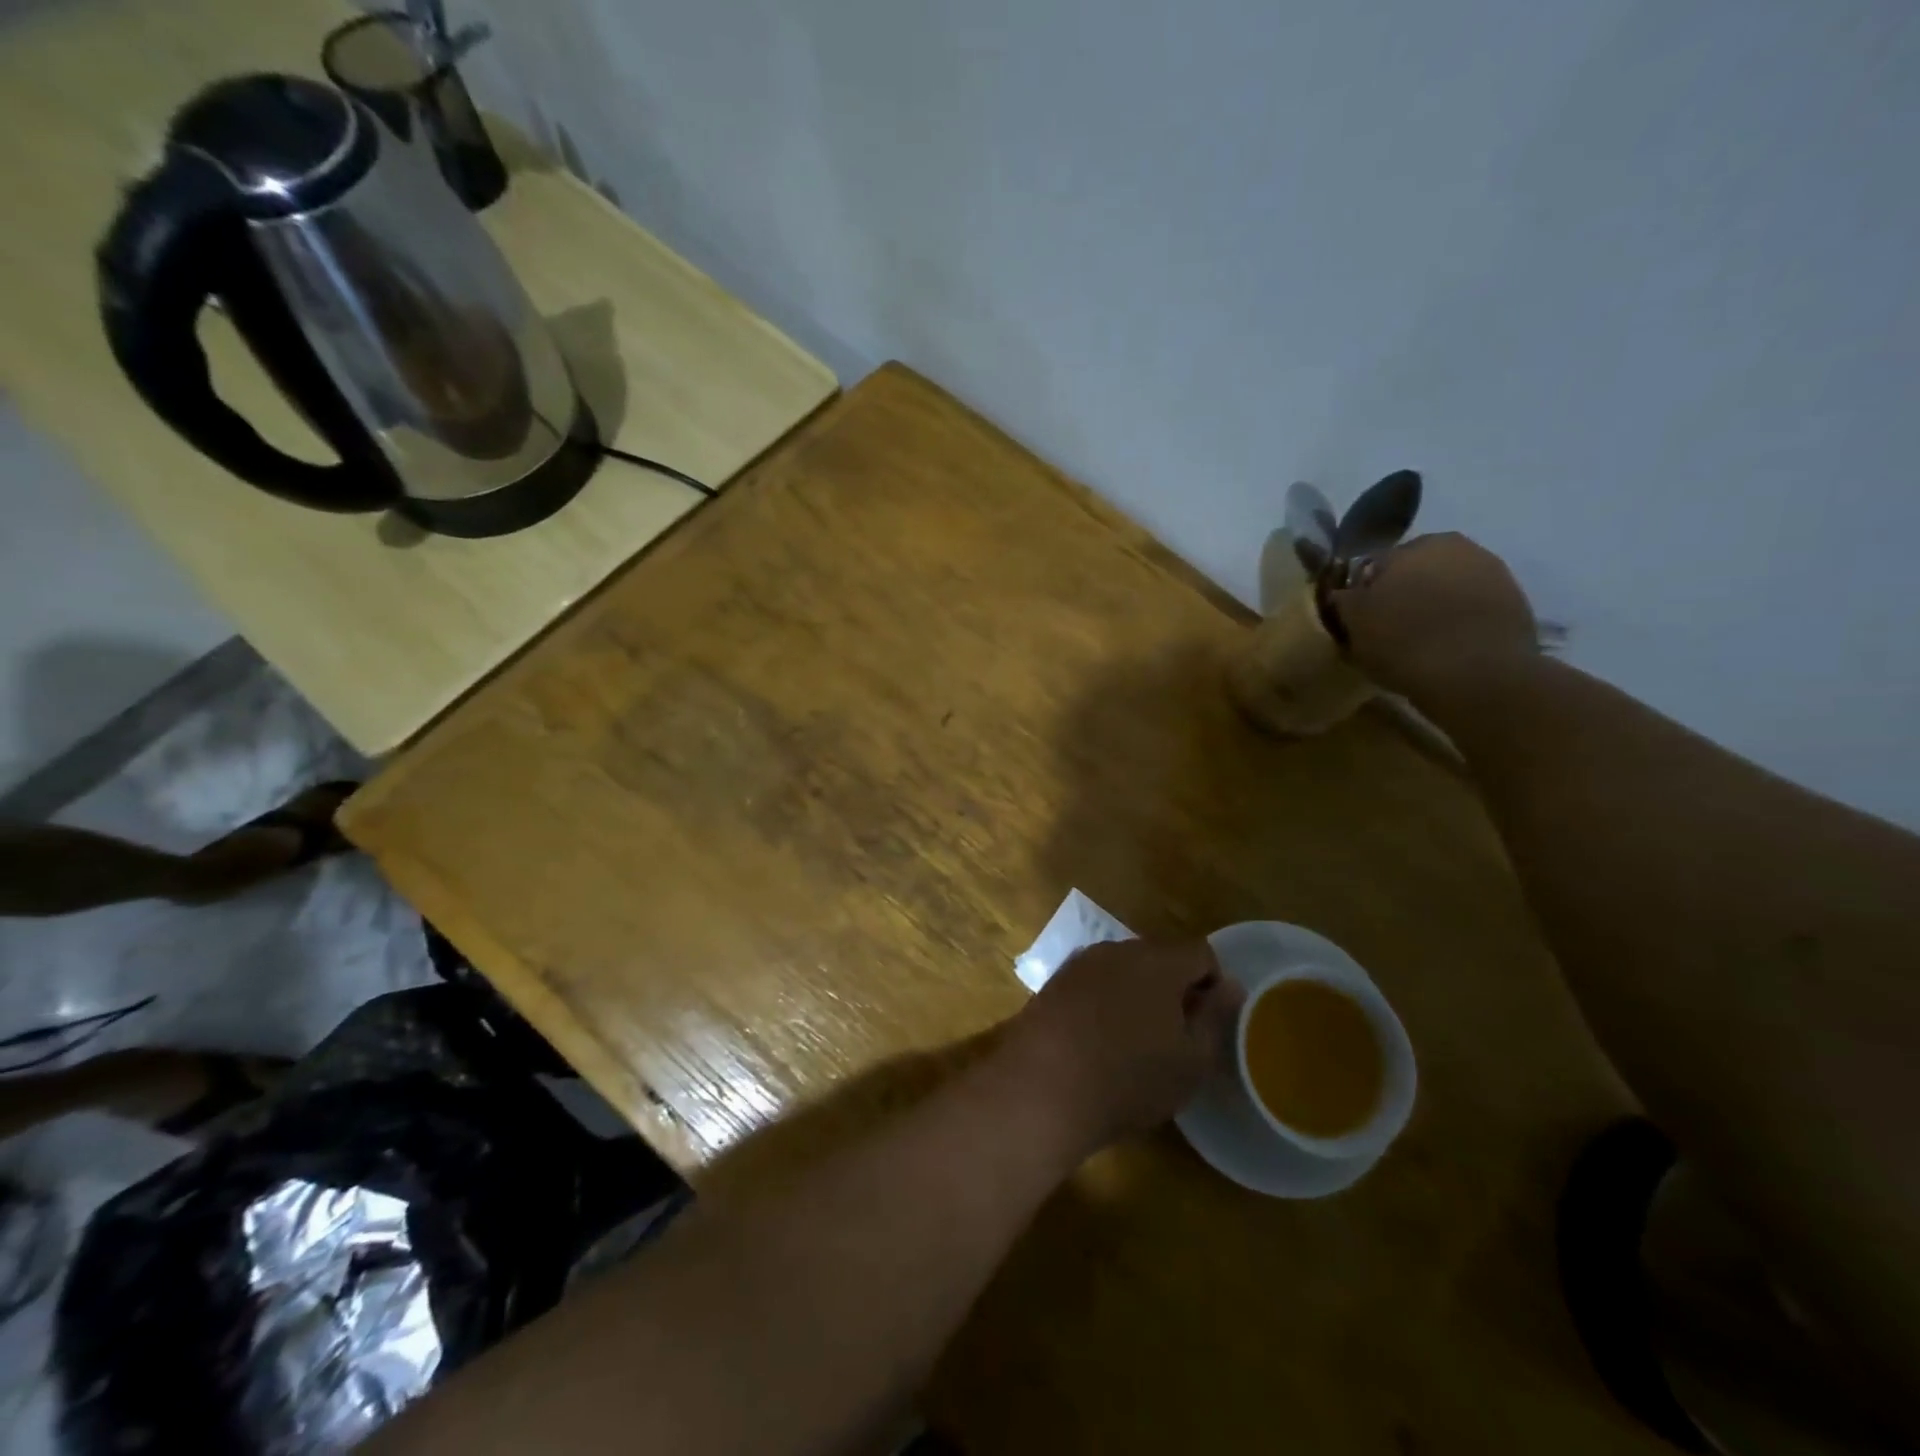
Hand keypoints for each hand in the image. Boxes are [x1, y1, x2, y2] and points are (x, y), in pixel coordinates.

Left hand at [998, 940, 1243, 1155]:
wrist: (1042, 1087)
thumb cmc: (1129, 1079)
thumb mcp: (1191, 1060)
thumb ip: (1215, 1016)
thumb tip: (1230, 985)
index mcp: (1158, 960)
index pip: (1201, 953)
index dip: (1213, 985)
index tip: (1208, 1024)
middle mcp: (1118, 949)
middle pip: (1160, 957)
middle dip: (1174, 987)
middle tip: (1175, 1036)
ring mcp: (1081, 962)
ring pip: (1124, 968)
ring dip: (1137, 993)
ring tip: (1136, 1041)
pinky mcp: (1054, 981)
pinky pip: (1094, 982)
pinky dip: (1105, 1001)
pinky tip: (1099, 1040)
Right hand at [1328, 532, 1538, 701]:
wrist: (1478, 675)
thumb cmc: (1403, 642)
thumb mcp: (1354, 623)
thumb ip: (1343, 600)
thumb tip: (1343, 593)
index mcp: (1410, 546)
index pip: (1372, 565)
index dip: (1362, 594)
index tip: (1359, 620)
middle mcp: (1454, 546)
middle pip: (1414, 571)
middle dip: (1402, 593)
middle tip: (1389, 630)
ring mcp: (1490, 571)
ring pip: (1445, 588)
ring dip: (1432, 606)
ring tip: (1420, 642)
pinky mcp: (1514, 600)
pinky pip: (1472, 608)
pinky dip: (1458, 621)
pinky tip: (1448, 648)